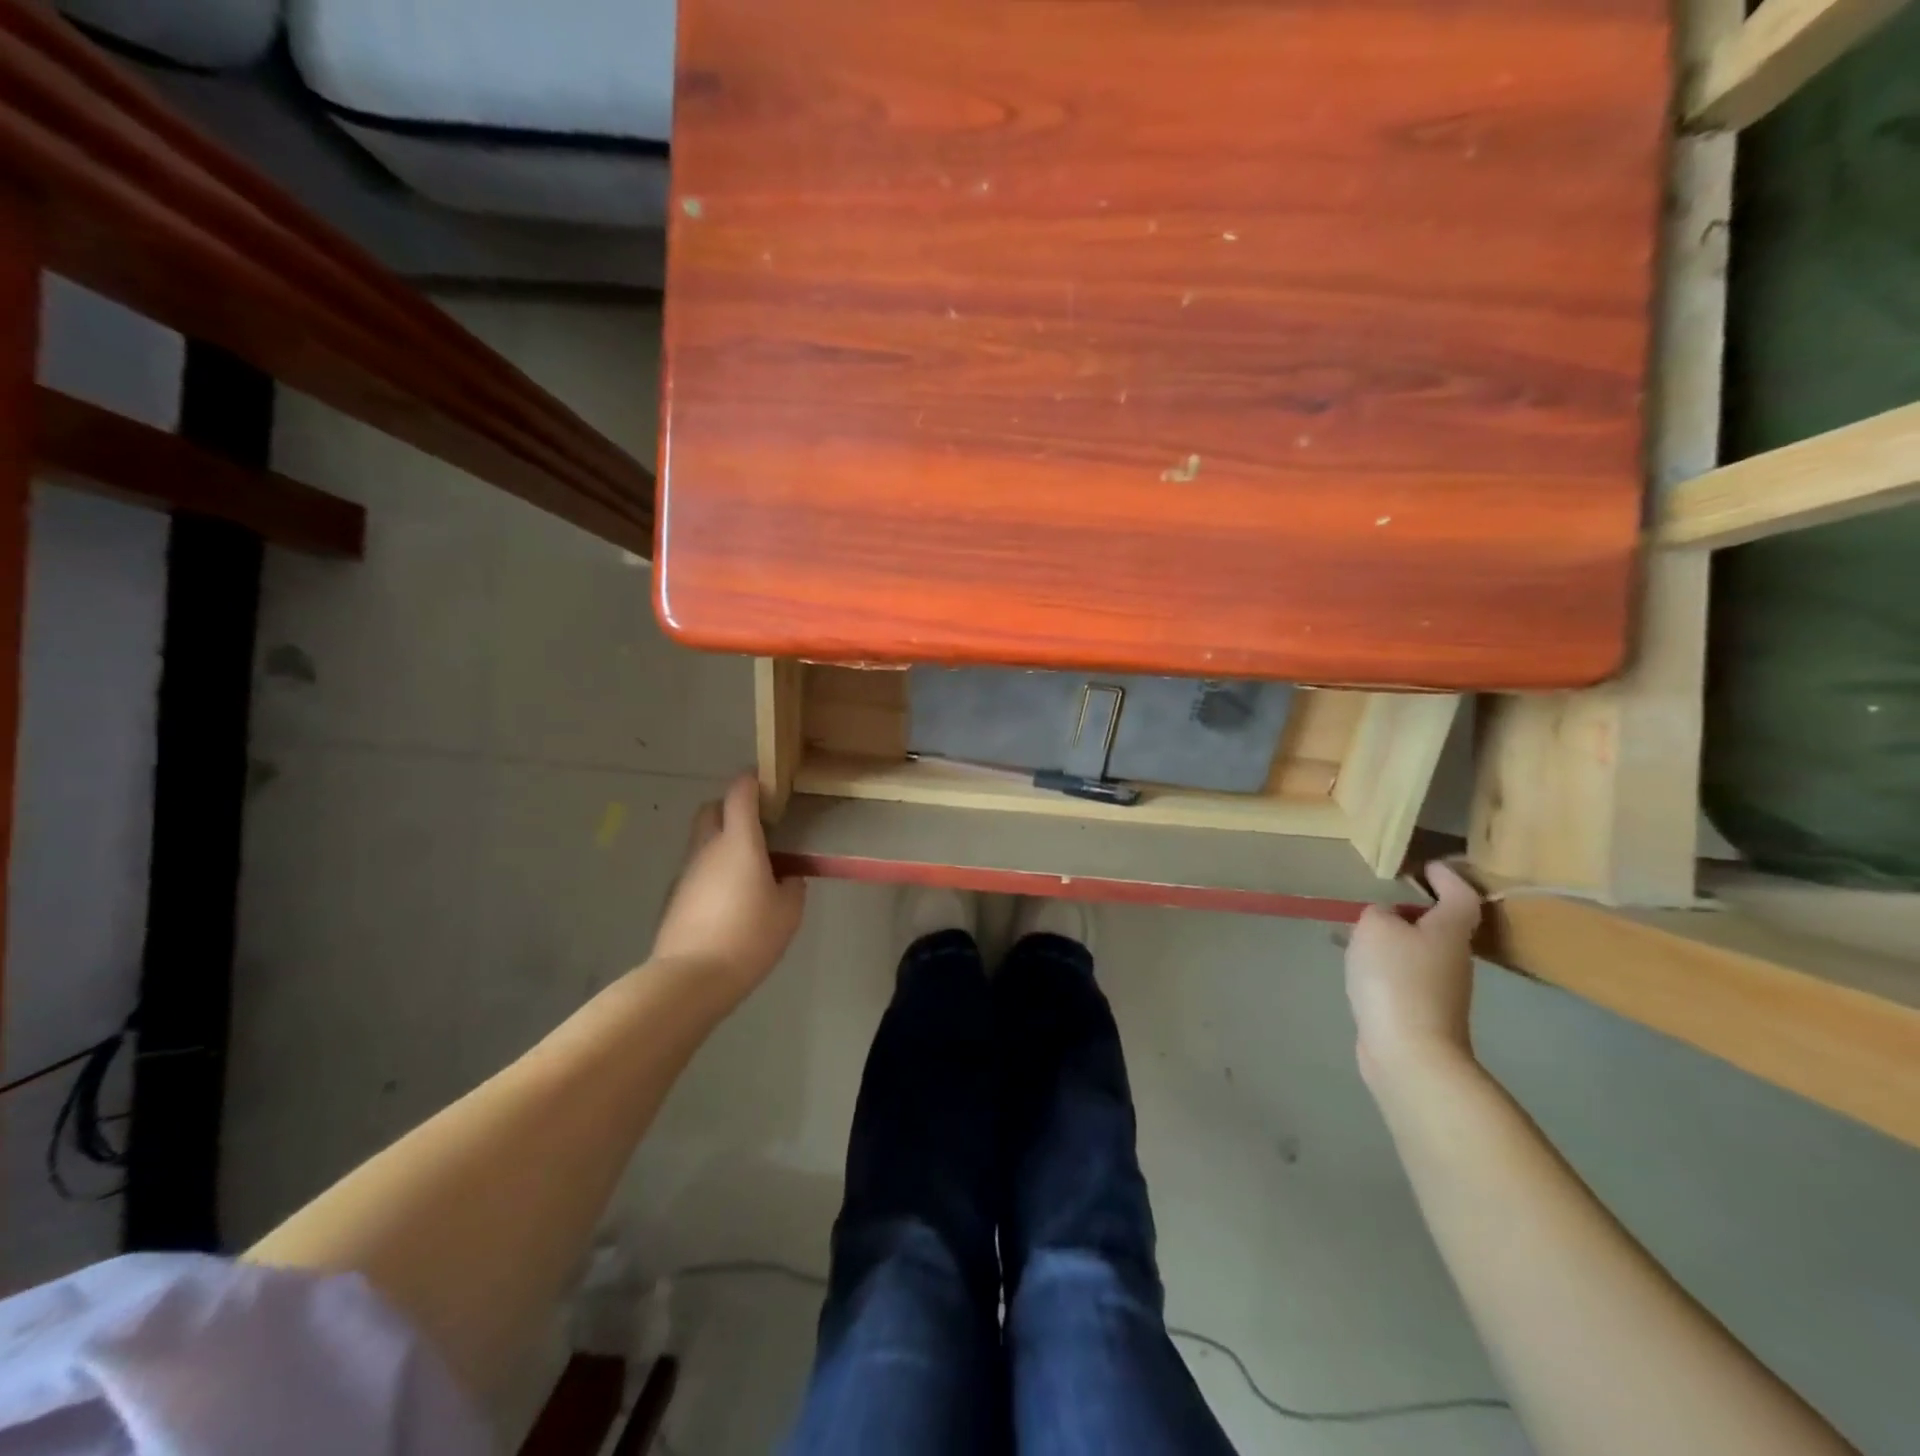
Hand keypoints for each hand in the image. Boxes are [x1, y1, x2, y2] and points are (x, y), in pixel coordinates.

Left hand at [651, 775, 806, 999]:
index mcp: (738, 842)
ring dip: (721, 843)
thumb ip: (792, 886)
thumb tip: (787, 877)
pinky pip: (697, 871)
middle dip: (731, 807)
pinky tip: (729, 899)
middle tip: (756, 825)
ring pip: (702, 841)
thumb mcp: (788, 912)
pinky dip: (712, 872)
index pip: (740, 793)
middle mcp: (707, 848)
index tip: (767, 782)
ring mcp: (686, 873)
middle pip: (711, 809)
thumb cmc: (748, 936)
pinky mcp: (675, 898)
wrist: (691, 978)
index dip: (752, 780)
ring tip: (748, 868)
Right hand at [1343, 861, 1482, 1092]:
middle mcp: (1455, 956)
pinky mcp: (1423, 1011)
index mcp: (1450, 929)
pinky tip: (1362, 968)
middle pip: (1441, 924)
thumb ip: (1378, 913)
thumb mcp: (1375, 928)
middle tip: (1382, 898)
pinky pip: (1406, 976)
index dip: (1447, 876)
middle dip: (1415, 909)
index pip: (1460, 893)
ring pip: (1420, 950)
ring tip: (1362, 932)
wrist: (1410, 1052)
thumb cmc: (1396, 978)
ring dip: (1398, 939)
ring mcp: (1442, 988)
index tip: (1427, 865)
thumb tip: (1384, 919)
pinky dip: (1388, 965)